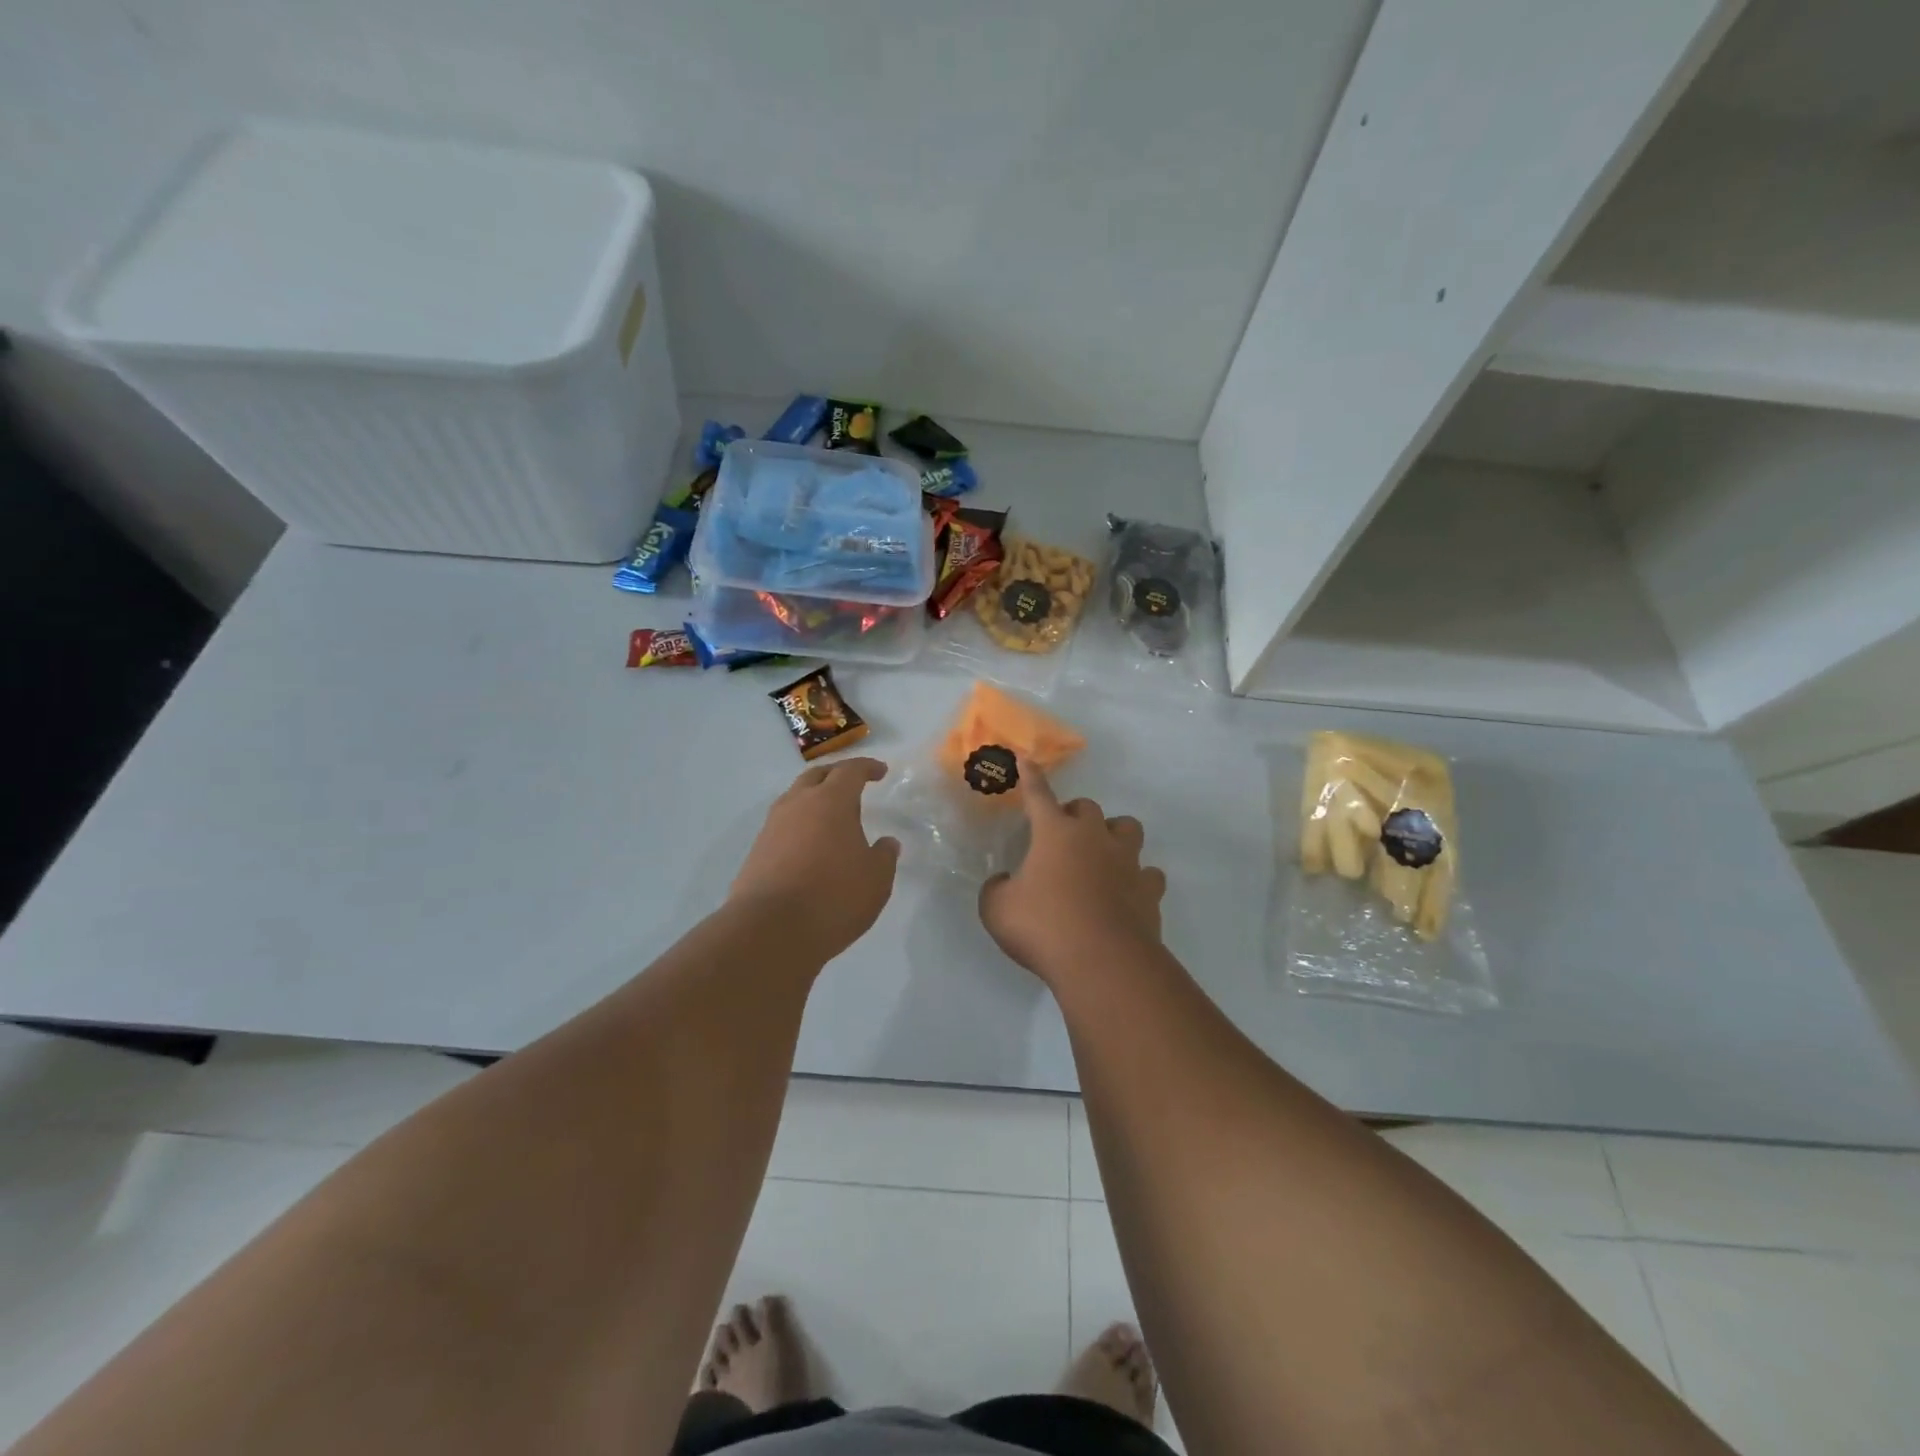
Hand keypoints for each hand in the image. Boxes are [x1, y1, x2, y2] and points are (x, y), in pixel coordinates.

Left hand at [730, 758, 900, 962]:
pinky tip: (809, 846)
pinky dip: (799, 826)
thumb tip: (887, 843)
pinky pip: (782, 826)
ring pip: (794, 799)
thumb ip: (884, 856)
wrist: (770, 931)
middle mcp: (798, 805)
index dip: (867, 767)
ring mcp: (772, 827)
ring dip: (813, 799)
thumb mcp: (876, 880)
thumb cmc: (834, 897)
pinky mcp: (756, 852)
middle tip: (852, 783)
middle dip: (836, 774)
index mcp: (831, 802)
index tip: (880, 771)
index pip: (850, 771)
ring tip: (829, 815)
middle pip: (816, 776)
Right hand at [978, 762, 1165, 983]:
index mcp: (1055, 833)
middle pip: (1088, 808)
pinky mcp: (1149, 892)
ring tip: (1103, 854)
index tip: (1026, 759)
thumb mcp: (997, 909)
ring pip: (1128, 829)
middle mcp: (1094, 838)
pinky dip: (1138, 879)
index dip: (1030, 778)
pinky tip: (1127, 892)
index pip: (1038, 796)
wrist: (1102, 961)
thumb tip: (1004, 884)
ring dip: (1113, 835)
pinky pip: (1148, 874)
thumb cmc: (1043, 927)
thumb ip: (997, 890)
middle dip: (1074, 814)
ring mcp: (1127, 863)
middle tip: (1061, 836)